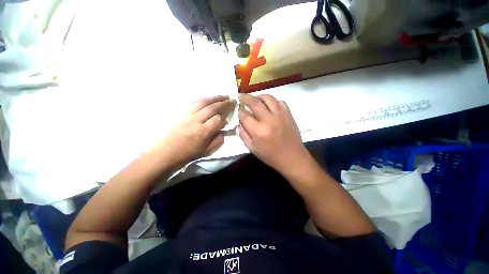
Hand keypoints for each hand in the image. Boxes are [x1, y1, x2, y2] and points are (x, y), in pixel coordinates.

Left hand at [155, 96, 235, 168]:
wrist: (167, 151)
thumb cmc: (188, 153)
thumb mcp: (207, 151)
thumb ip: (219, 140)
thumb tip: (224, 129)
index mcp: (203, 132)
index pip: (218, 120)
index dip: (225, 118)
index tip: (228, 119)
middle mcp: (196, 120)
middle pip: (213, 108)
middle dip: (224, 103)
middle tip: (232, 100)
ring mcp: (188, 114)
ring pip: (204, 102)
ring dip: (215, 98)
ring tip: (224, 96)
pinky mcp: (182, 112)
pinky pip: (194, 102)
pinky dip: (204, 98)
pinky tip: (209, 98)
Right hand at [238, 94, 309, 173]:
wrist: (292, 158)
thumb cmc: (270, 156)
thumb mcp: (252, 149)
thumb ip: (243, 135)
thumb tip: (239, 123)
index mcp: (258, 131)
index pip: (244, 116)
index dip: (239, 110)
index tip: (237, 108)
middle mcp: (268, 120)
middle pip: (254, 102)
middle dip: (245, 97)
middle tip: (241, 96)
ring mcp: (280, 115)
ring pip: (268, 98)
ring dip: (259, 96)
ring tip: (255, 99)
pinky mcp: (289, 114)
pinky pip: (280, 102)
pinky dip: (272, 101)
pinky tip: (269, 105)